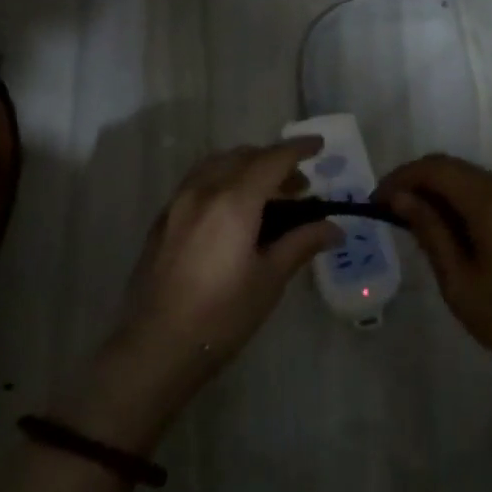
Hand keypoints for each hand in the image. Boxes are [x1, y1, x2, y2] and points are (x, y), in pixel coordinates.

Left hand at [70, 140, 341, 452]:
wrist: (157, 346)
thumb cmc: (222, 315)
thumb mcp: (269, 279)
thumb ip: (300, 244)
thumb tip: (334, 228)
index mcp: (232, 201)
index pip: (271, 160)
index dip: (298, 149)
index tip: (318, 146)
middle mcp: (201, 191)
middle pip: (241, 157)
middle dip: (272, 161)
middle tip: (299, 186)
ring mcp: (176, 204)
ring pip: (215, 166)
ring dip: (244, 168)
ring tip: (267, 195)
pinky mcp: (162, 221)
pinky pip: (196, 183)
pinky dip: (221, 181)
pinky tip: (233, 212)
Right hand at [374, 154, 491, 412]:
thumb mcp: (460, 283)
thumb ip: (430, 233)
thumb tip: (401, 198)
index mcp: (491, 202)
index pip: (434, 167)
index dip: (399, 178)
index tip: (374, 205)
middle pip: (453, 168)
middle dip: (415, 185)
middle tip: (389, 219)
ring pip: (471, 182)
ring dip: (438, 196)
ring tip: (413, 231)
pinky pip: (488, 198)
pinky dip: (460, 207)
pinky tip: (447, 238)